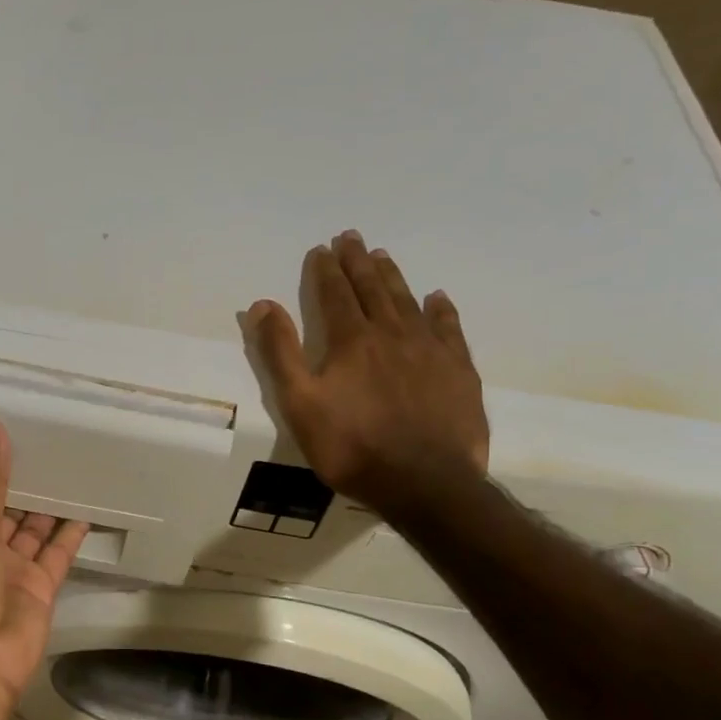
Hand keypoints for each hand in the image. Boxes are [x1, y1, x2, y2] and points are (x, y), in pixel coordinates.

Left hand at [0, 420, 89, 719]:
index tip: (8, 437)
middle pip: (5, 513)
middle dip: (22, 487)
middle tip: (47, 446)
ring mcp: (12, 572)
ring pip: (33, 531)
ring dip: (48, 507)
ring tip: (70, 469)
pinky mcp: (40, 588)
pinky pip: (58, 554)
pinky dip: (71, 534)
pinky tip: (86, 507)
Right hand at [245, 231, 488, 516]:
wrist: (424, 482)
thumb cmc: (351, 447)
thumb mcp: (300, 404)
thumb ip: (280, 353)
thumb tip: (261, 304)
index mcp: (351, 341)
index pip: (334, 295)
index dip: (325, 271)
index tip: (321, 249)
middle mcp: (392, 334)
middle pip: (372, 289)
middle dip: (358, 262)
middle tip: (351, 237)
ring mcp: (429, 350)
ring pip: (408, 301)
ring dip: (393, 277)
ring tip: (383, 256)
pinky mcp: (458, 371)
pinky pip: (449, 329)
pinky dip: (441, 310)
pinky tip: (438, 298)